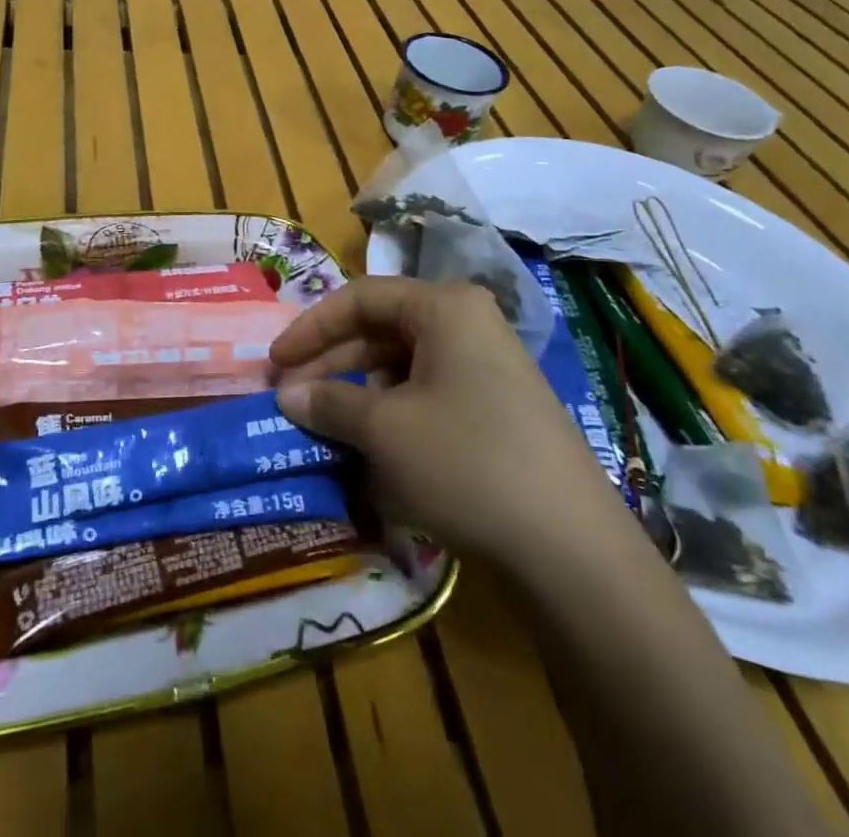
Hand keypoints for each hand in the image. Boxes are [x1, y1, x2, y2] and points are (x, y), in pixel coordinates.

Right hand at [272, 277, 625, 563]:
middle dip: (331, 363)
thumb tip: (287, 396)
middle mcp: (468, 324)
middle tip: (292, 398)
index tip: (275, 363)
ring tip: (324, 425)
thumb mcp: (384, 430)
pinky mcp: (496, 409)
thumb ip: (329, 403)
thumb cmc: (466, 463)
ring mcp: (487, 367)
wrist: (572, 550)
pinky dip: (391, 413)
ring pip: (402, 365)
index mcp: (444, 308)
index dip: (311, 328)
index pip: (361, 298)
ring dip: (357, 391)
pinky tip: (369, 447)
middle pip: (381, 329)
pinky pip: (428, 394)